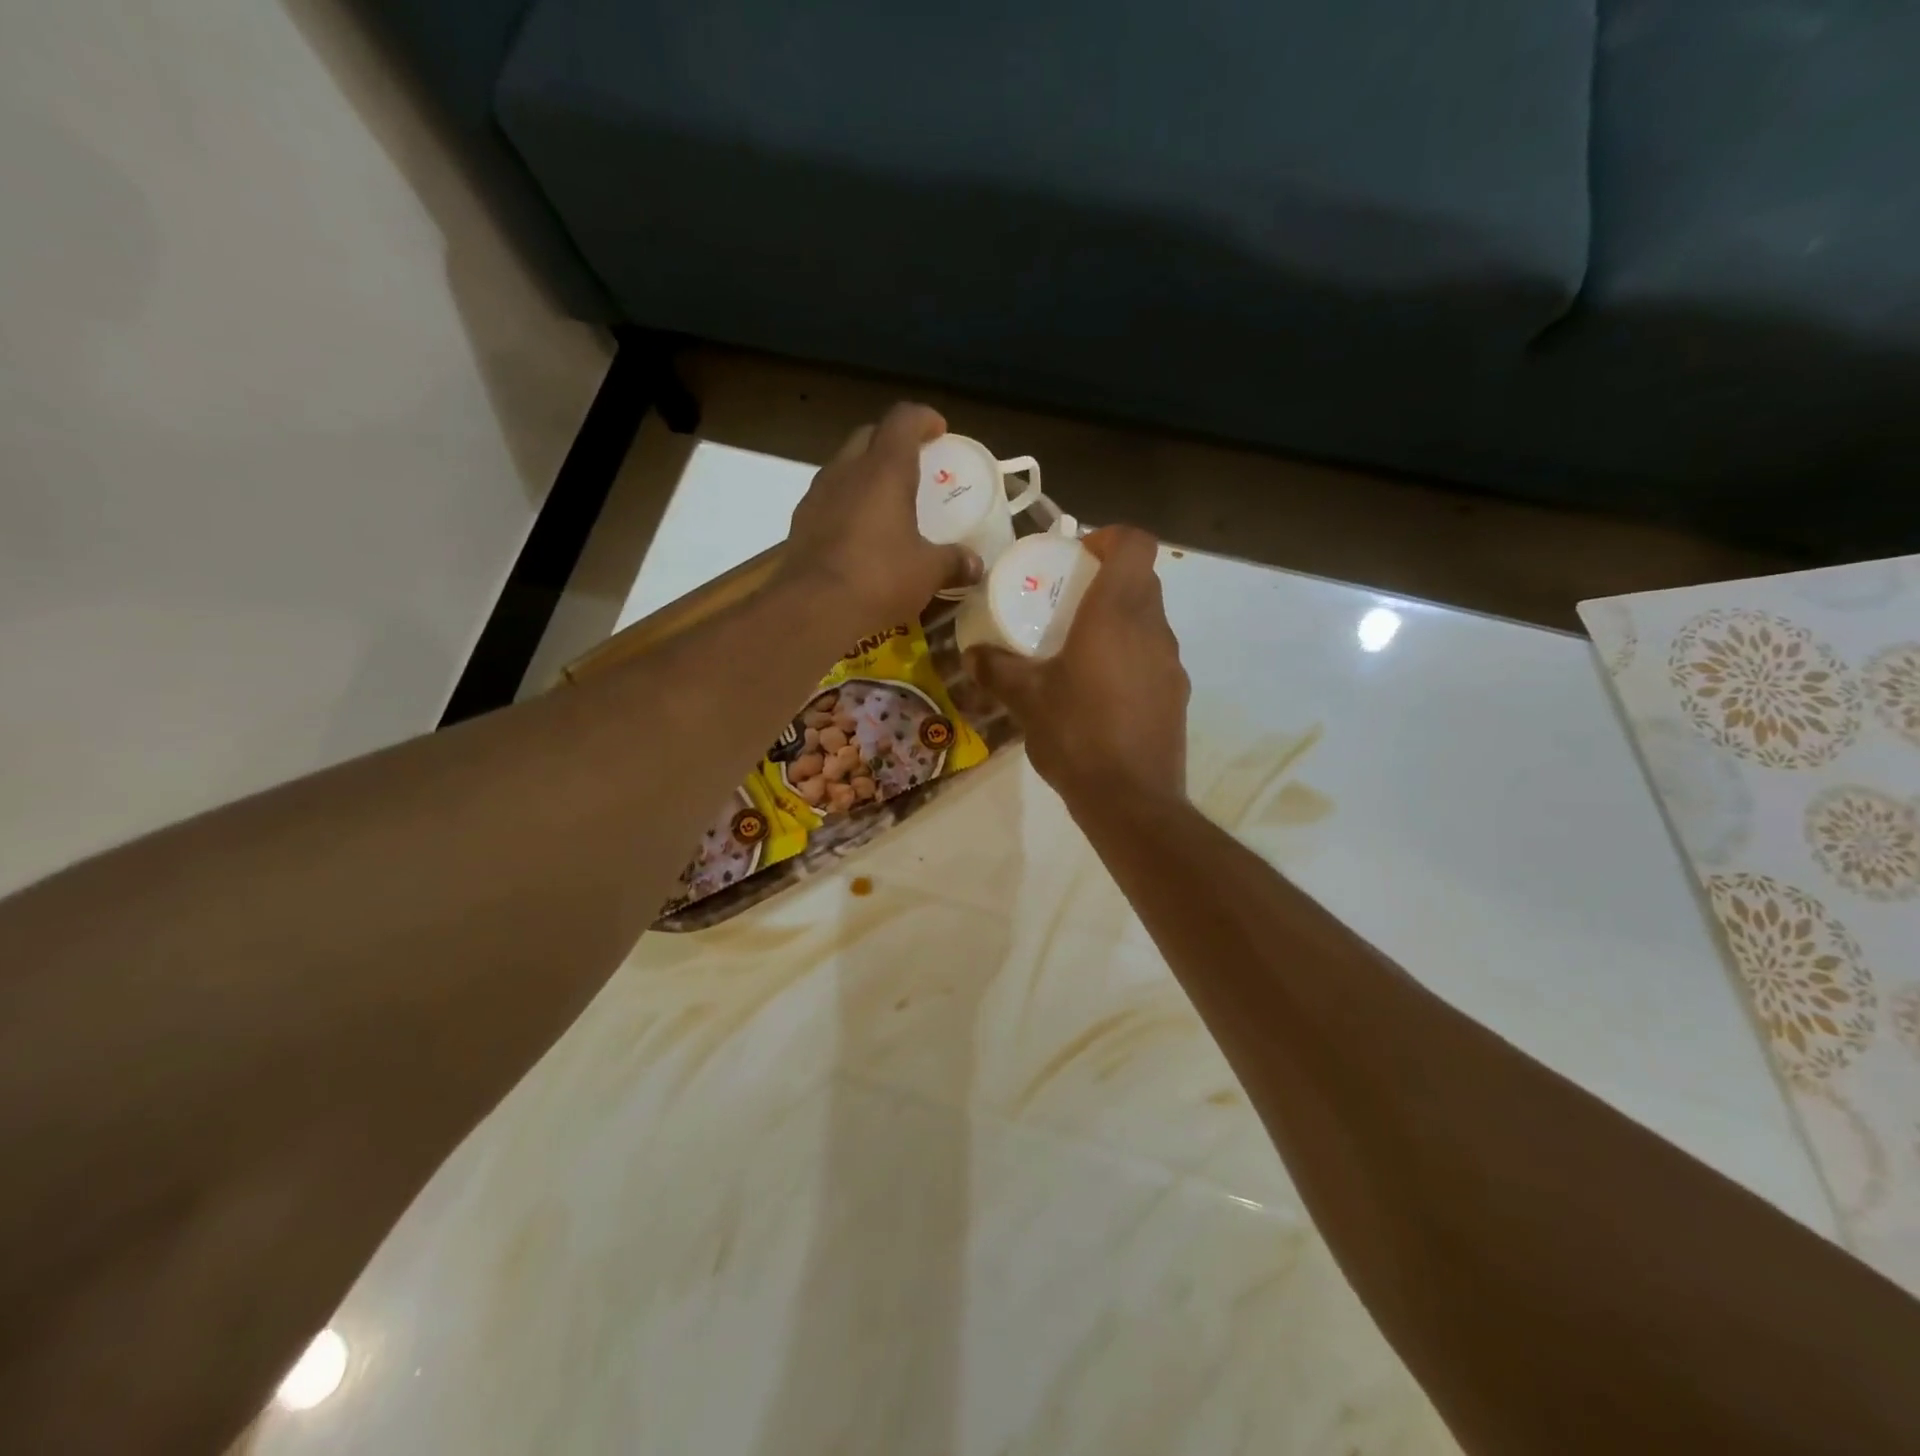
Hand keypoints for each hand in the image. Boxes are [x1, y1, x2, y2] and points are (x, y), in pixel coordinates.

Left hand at [782, 403, 980, 624]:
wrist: (811, 608)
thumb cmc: (878, 578)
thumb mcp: (927, 572)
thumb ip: (953, 562)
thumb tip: (976, 565)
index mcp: (884, 469)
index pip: (902, 419)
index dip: (923, 418)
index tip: (938, 430)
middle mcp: (846, 471)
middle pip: (869, 436)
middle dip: (892, 442)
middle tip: (914, 466)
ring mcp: (817, 495)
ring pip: (844, 467)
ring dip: (866, 474)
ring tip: (886, 501)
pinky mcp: (800, 523)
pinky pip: (828, 499)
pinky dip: (847, 504)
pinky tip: (859, 534)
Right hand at [966, 525, 1189, 806]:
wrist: (1131, 800)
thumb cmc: (1076, 735)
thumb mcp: (1025, 700)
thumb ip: (997, 670)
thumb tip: (972, 655)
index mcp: (1116, 614)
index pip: (1135, 543)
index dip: (1109, 537)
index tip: (1078, 556)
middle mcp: (1152, 628)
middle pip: (1142, 579)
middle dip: (1107, 579)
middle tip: (1067, 602)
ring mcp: (1171, 663)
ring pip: (1149, 619)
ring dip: (1119, 620)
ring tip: (1078, 649)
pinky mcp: (1176, 694)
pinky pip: (1153, 655)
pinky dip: (1129, 655)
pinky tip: (1099, 691)